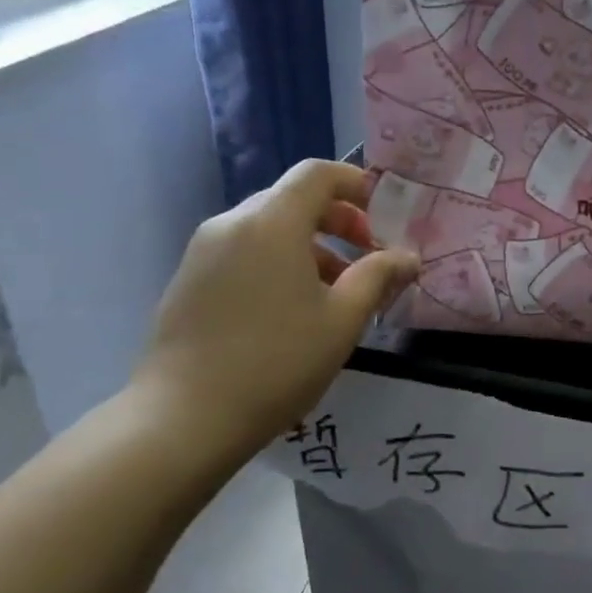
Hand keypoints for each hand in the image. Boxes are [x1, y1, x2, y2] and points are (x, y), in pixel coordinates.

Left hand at [132, 160, 418, 458]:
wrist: (184, 418)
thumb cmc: (277, 362)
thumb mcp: (344, 319)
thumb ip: (379, 276)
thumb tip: (407, 256)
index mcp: (272, 223)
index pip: (318, 174)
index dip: (356, 185)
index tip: (383, 217)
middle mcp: (232, 224)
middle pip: (293, 199)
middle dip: (339, 221)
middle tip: (369, 258)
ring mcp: (204, 251)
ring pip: (269, 228)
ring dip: (311, 246)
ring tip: (338, 292)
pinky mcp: (189, 279)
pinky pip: (244, 251)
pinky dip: (279, 262)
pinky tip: (294, 309)